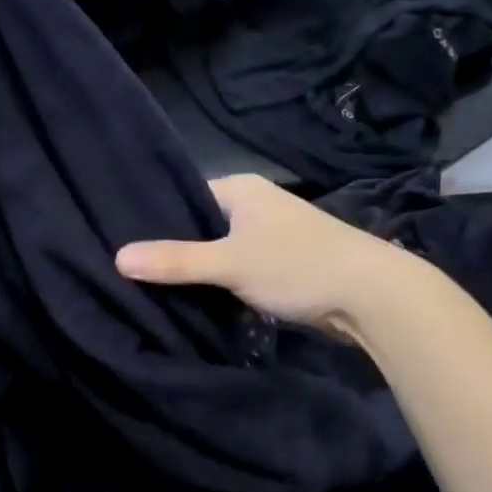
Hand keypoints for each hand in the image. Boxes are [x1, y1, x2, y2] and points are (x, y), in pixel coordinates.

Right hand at [115, 175, 408, 337]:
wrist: (373, 295)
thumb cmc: (296, 265)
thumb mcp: (229, 263)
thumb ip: (175, 261)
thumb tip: (117, 257)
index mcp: (241, 188)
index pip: (184, 197)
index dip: (157, 221)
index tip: (125, 245)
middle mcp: (256, 204)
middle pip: (202, 226)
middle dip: (177, 250)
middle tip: (136, 274)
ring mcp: (273, 235)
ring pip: (222, 251)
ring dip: (202, 271)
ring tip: (158, 290)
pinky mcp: (285, 264)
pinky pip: (242, 270)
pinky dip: (225, 284)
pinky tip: (201, 302)